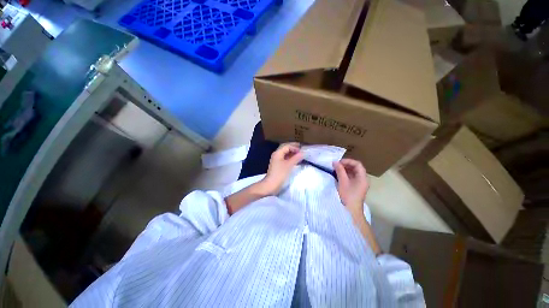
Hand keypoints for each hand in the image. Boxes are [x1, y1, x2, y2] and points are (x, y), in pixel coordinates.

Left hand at [258, 143, 303, 195]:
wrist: (271, 185)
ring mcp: (277, 160)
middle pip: (285, 148)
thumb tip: (303, 153)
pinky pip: (285, 158)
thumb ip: (296, 158)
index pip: (287, 146)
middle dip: (293, 148)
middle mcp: (276, 155)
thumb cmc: (279, 174)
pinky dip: (290, 158)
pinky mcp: (278, 165)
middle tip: (301, 149)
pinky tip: (295, 160)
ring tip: (300, 154)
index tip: (302, 150)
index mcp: (278, 153)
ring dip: (292, 153)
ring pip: (285, 153)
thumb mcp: (289, 165)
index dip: (295, 147)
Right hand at [333, 159, 369, 214]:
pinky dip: (345, 174)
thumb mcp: (343, 182)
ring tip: (336, 169)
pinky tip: (338, 174)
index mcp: (363, 178)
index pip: (357, 164)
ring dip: (345, 169)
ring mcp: (360, 183)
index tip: (339, 162)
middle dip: (346, 165)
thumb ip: (339, 171)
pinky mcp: (355, 187)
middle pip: (356, 168)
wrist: (351, 211)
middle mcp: (363, 179)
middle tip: (336, 165)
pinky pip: (351, 177)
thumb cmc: (348, 196)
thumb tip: (335, 162)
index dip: (348, 161)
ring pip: (353, 172)